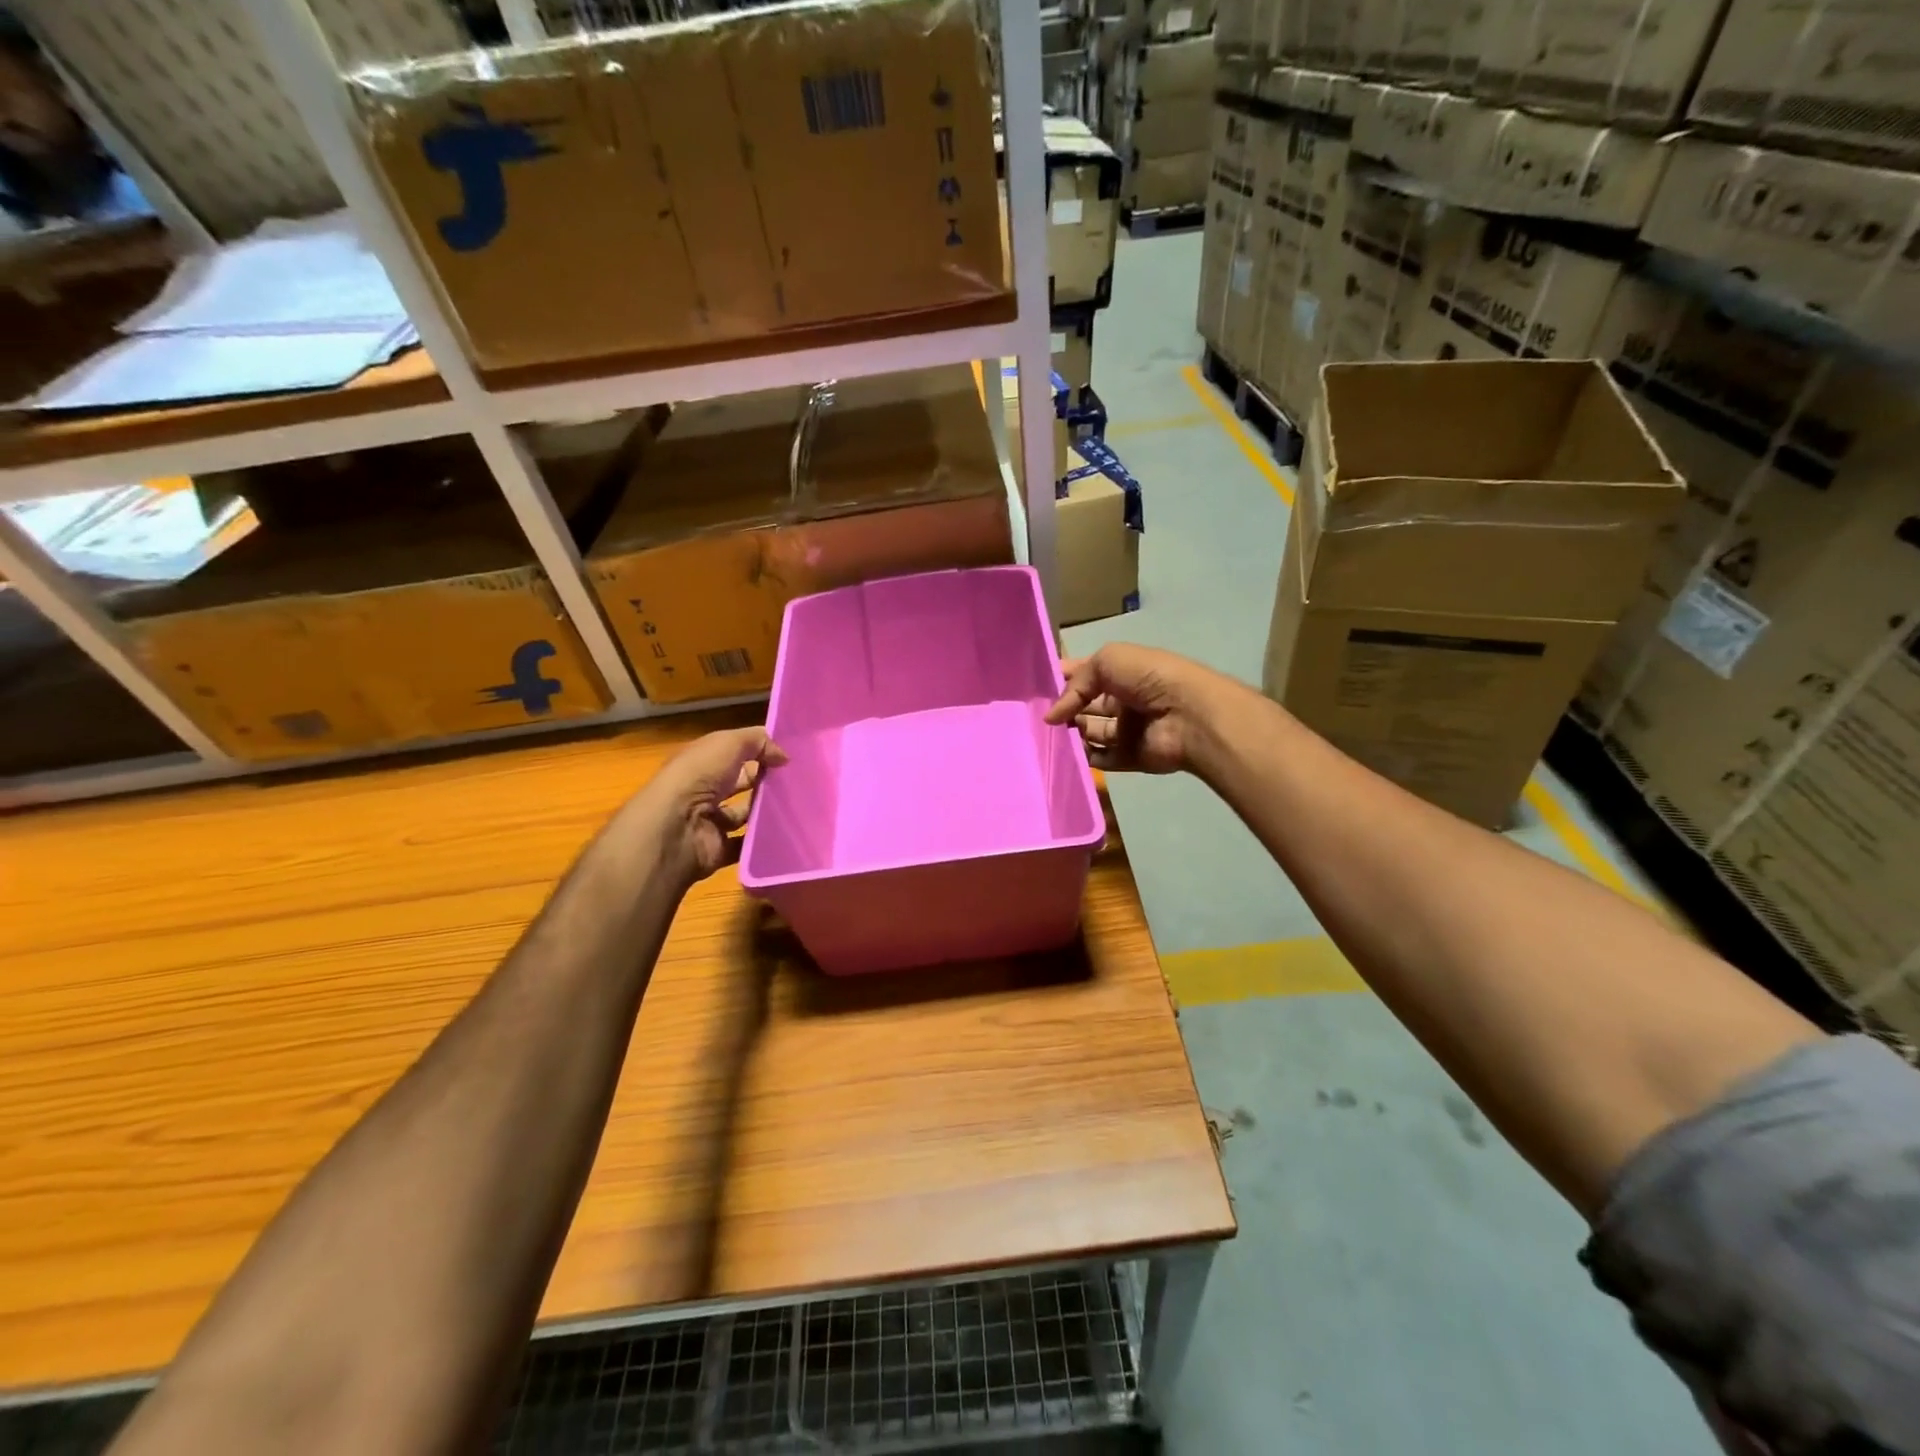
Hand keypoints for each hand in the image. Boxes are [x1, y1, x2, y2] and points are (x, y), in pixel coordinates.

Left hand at [630, 726, 786, 884]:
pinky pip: (744, 844)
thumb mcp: (729, 743)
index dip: (758, 751)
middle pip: (739, 783)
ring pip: (744, 814)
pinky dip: (761, 841)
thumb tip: (784, 756)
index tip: (789, 755)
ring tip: (797, 806)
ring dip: (766, 811)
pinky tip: (785, 832)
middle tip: (798, 781)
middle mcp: (702, 790)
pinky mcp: (717, 849)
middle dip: (765, 781)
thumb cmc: (698, 777)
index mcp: (700, 762)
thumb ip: (758, 742)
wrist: (675, 828)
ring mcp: (709, 822)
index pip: (732, 753)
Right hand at [1045, 644, 1219, 774]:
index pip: (1085, 673)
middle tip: (1035, 715)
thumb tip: (1051, 716)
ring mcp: (1128, 730)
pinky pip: (1102, 758)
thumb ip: (1075, 685)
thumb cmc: (1148, 678)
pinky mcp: (1131, 757)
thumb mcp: (1106, 660)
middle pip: (1085, 705)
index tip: (1034, 687)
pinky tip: (1067, 752)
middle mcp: (1124, 699)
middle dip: (1064, 708)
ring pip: (1090, 732)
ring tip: (1048, 734)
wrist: (1188, 714)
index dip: (1062, 678)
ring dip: (1071, 733)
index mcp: (1122, 672)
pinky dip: (1084, 757)